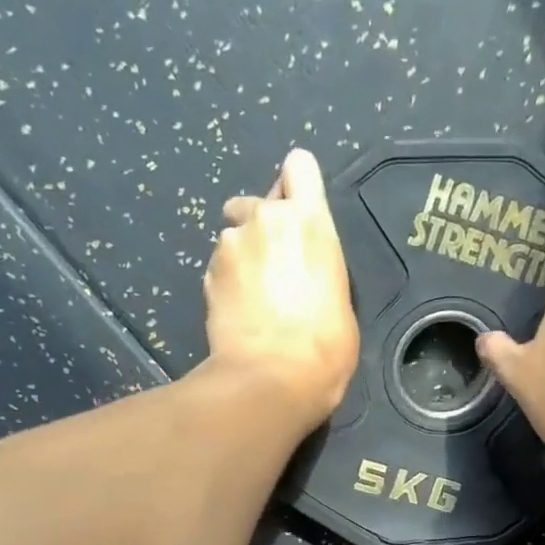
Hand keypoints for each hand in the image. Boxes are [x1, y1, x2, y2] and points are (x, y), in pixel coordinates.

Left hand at [206, 149, 359, 430]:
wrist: (272, 378)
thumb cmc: (324, 345)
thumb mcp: (339, 298)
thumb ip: (318, 268)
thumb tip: (303, 275)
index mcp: (309, 221)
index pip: (299, 166)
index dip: (296, 185)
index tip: (296, 210)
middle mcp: (266, 219)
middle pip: (258, 202)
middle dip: (261, 227)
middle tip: (273, 269)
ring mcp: (230, 245)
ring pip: (233, 237)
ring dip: (241, 258)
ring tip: (252, 301)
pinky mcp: (206, 274)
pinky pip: (218, 269)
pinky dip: (226, 285)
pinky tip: (238, 316)